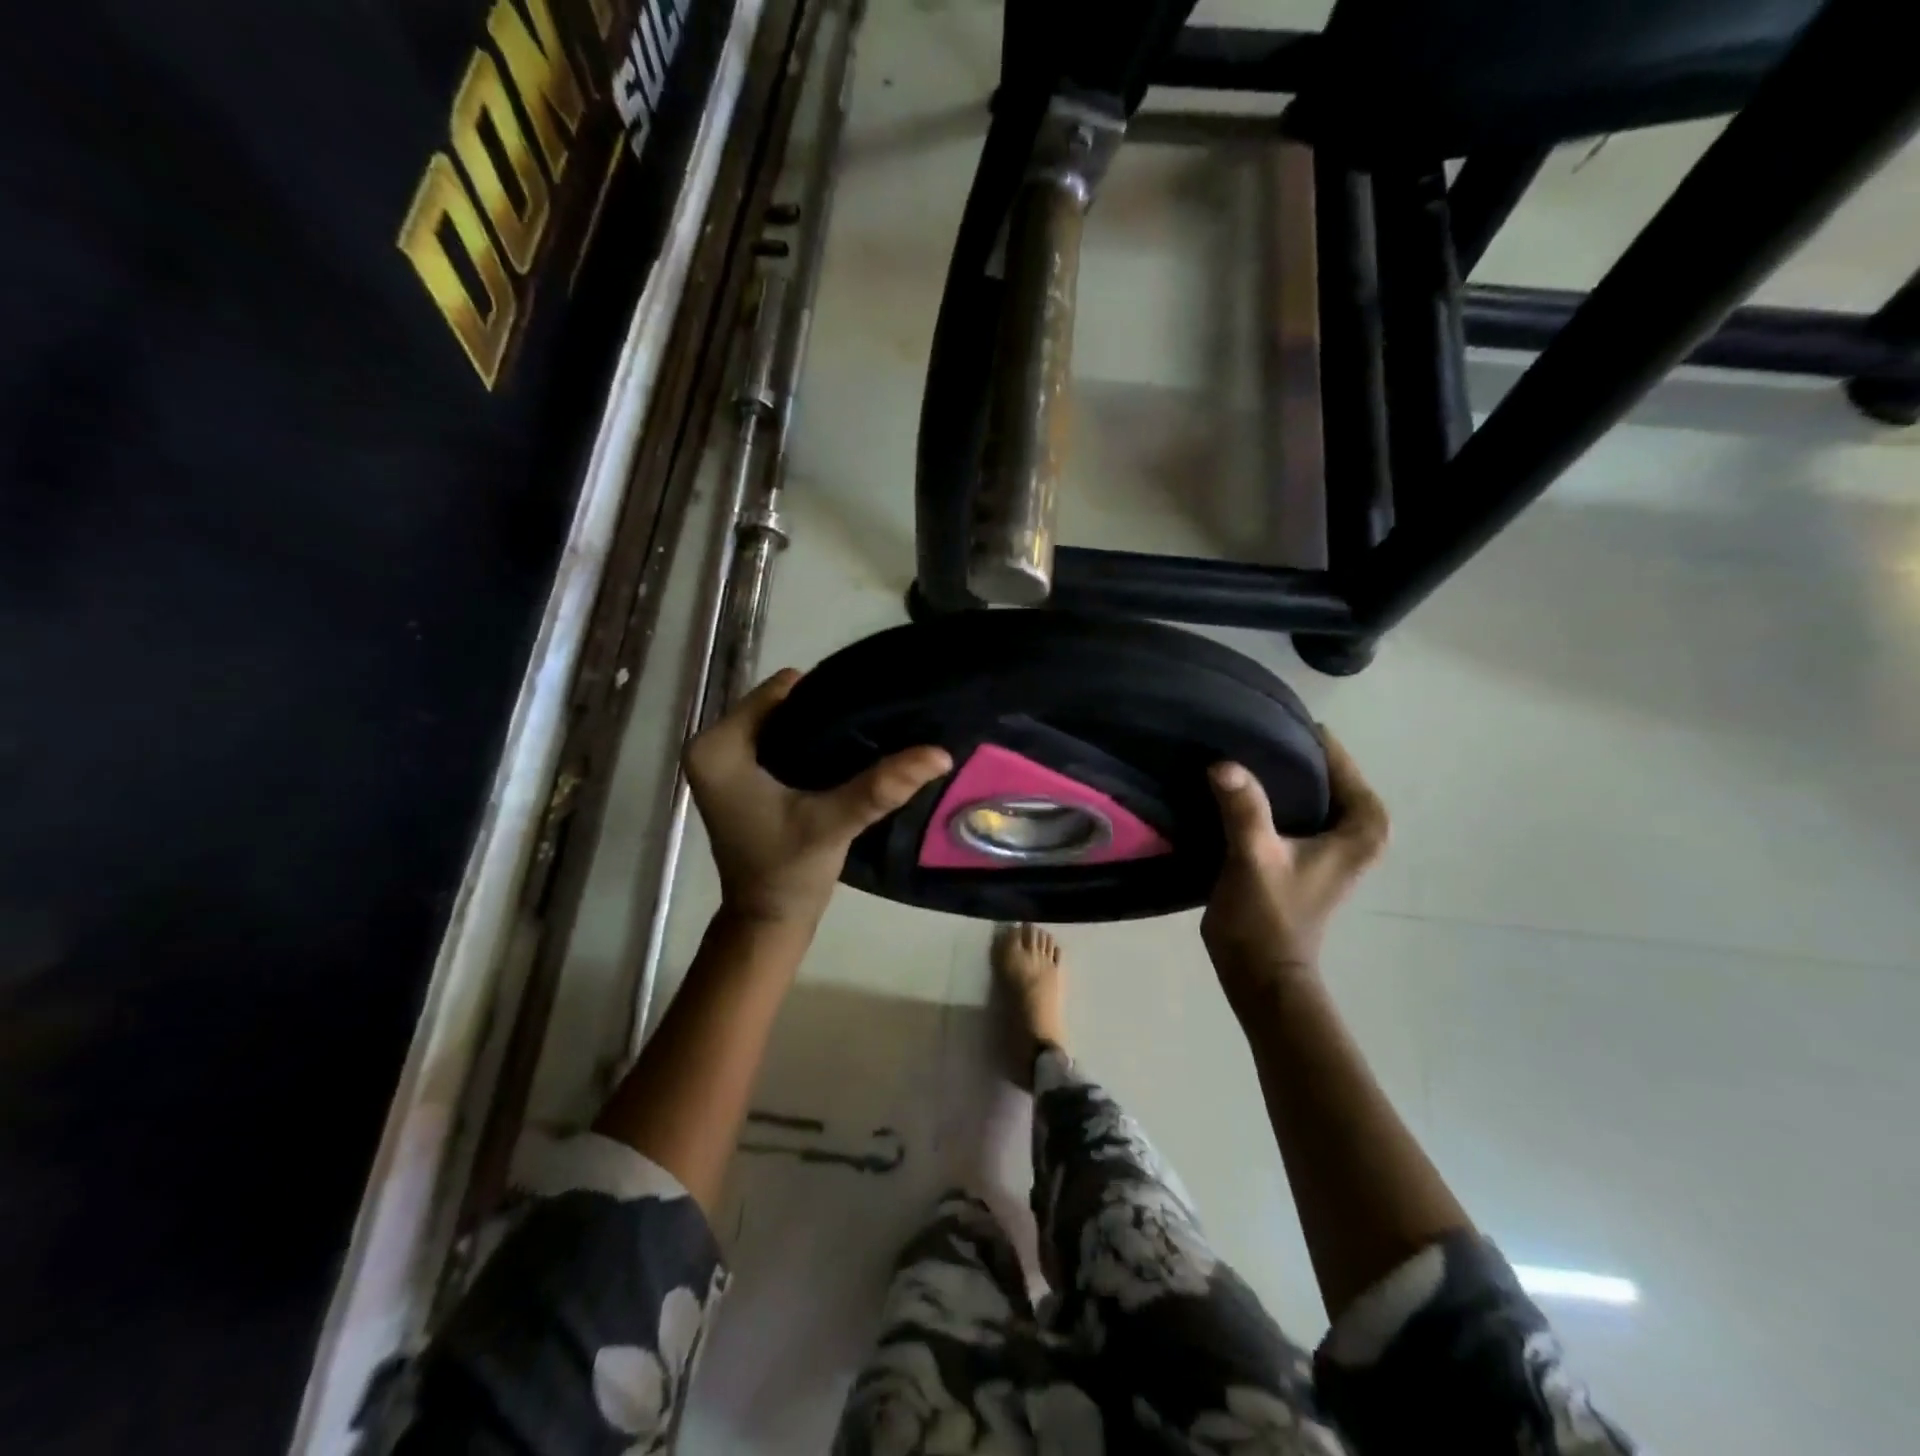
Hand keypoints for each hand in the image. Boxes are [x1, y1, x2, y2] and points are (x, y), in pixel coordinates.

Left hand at [684, 669, 951, 929]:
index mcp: (716, 747)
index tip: (869, 707)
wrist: (768, 922)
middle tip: (873, 723)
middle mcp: (711, 745)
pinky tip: (844, 755)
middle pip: (781, 705)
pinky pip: (779, 741)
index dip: (826, 696)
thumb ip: (882, 786)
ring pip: (783, 722)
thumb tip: (940, 752)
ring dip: (821, 729)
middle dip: (825, 712)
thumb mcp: (835, 822)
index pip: (780, 692)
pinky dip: (809, 746)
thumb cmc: (789, 872)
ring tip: (864, 736)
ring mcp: (722, 761)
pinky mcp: (738, 776)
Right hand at [1200, 731, 1388, 1017]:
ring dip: (1270, 774)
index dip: (1299, 740)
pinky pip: (1288, 806)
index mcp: (1361, 827)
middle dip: (1282, 753)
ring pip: (1302, 788)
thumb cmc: (1267, 918)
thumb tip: (1222, 763)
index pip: (1336, 760)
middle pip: (1319, 771)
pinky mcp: (1302, 852)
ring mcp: (1328, 842)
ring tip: (1231, 751)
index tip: (1260, 720)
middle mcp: (1355, 829)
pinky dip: (1263, 795)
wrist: (1259, 973)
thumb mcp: (1255, 858)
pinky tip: (1229, 785)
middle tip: (1239, 732)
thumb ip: (1244, 809)